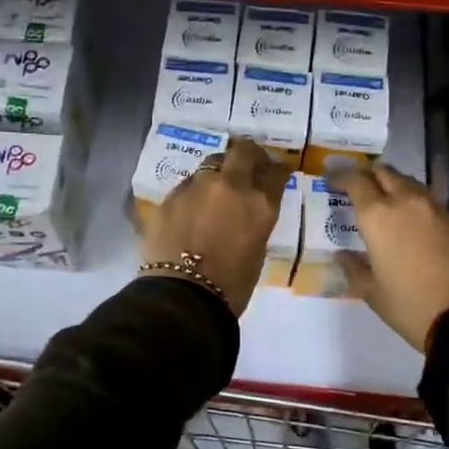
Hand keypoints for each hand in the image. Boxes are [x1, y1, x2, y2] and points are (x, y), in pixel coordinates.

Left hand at [143, 137, 290, 315]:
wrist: (183, 296)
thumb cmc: (231, 285)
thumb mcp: (257, 249)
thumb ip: (255, 221)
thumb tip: (247, 211)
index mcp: (260, 204)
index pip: (276, 172)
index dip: (278, 169)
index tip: (278, 170)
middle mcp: (230, 185)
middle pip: (243, 151)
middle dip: (249, 153)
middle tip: (249, 163)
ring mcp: (197, 187)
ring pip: (211, 163)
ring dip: (218, 171)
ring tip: (216, 188)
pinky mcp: (170, 196)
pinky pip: (187, 184)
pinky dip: (194, 191)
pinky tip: (192, 208)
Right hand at [329, 162, 448, 351]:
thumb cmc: (410, 305)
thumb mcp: (372, 293)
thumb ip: (354, 269)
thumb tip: (342, 255)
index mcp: (379, 216)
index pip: (356, 182)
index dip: (341, 177)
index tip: (332, 180)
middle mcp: (407, 203)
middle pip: (386, 173)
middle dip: (370, 175)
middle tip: (360, 187)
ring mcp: (437, 210)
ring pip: (411, 185)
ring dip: (395, 187)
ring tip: (387, 203)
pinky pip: (430, 204)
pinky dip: (416, 206)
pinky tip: (414, 224)